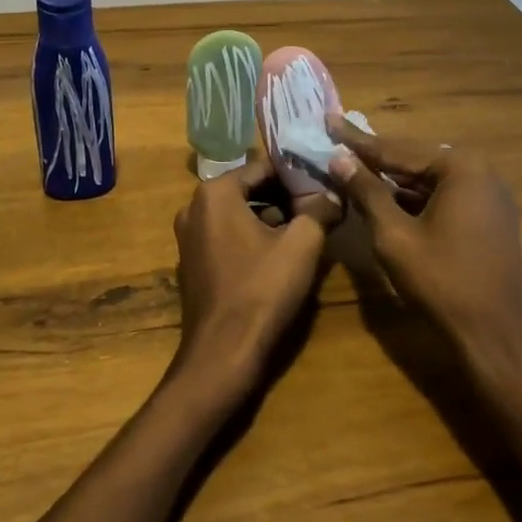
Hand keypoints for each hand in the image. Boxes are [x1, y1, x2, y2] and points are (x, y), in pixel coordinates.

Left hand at [171, 156, 336, 394]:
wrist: (222, 354)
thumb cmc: (262, 290)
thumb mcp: (302, 244)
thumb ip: (319, 210)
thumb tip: (334, 193)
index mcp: (215, 193)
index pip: (263, 167)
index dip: (296, 174)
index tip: (323, 182)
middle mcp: (194, 208)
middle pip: (249, 190)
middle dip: (284, 196)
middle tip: (319, 206)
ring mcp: (188, 238)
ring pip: (238, 215)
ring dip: (270, 218)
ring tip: (306, 229)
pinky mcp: (192, 264)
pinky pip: (227, 237)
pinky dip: (252, 238)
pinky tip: (280, 255)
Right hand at [324, 121, 521, 354]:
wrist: (495, 335)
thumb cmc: (442, 281)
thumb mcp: (394, 235)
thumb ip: (366, 192)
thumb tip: (339, 159)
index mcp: (460, 167)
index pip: (396, 149)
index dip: (357, 140)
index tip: (329, 120)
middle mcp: (480, 172)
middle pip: (415, 161)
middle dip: (375, 158)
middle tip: (338, 144)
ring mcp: (489, 195)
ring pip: (428, 181)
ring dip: (393, 181)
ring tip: (354, 170)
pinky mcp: (489, 218)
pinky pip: (444, 197)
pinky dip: (414, 199)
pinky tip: (386, 199)